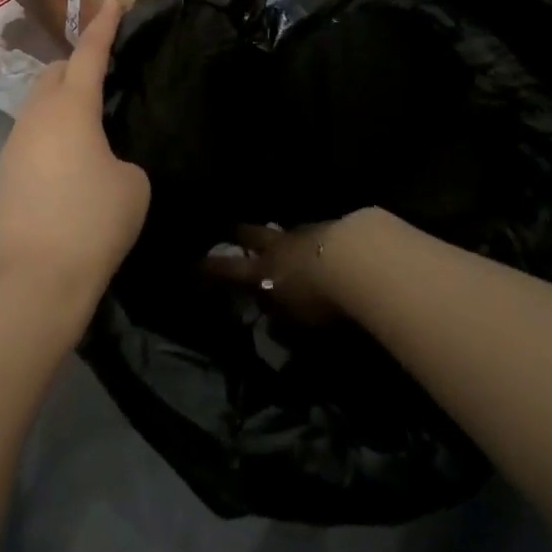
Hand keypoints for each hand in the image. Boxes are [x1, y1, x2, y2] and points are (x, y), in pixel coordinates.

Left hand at [0, 0, 149, 309]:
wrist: (35, 277)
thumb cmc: (93, 221)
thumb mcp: (132, 184)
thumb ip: (120, 157)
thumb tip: (101, 161)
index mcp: (71, 107)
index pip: (89, 53)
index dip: (103, 26)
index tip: (111, 2)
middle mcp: (37, 115)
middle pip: (56, 73)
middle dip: (78, 65)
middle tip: (104, 76)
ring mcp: (15, 142)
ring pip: (40, 103)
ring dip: (62, 100)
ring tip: (88, 121)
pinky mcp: (6, 171)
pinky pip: (33, 133)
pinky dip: (52, 130)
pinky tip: (69, 157)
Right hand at [203, 220, 346, 325]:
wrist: (358, 261)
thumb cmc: (318, 298)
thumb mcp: (295, 321)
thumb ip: (281, 320)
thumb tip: (273, 323)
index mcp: (263, 269)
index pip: (228, 268)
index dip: (209, 267)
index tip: (193, 263)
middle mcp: (279, 246)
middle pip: (251, 234)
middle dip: (239, 233)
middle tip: (231, 230)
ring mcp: (305, 232)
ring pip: (285, 231)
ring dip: (281, 238)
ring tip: (282, 241)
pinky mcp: (333, 227)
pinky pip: (314, 233)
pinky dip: (312, 241)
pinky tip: (323, 247)